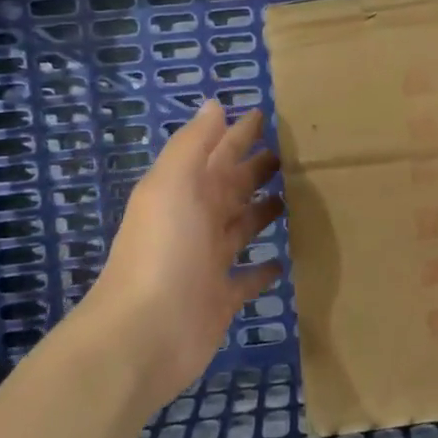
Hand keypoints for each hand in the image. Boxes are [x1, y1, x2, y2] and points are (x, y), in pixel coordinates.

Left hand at [85, 102, 282, 411]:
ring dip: (261, 212)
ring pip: (241, 228)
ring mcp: (208, 262)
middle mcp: (196, 222)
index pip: (218, 153)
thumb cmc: (163, 250)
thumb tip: (214, 104)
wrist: (144, 334)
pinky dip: (263, 269)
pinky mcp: (222, 299)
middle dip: (255, 169)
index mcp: (185, 191)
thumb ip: (193, 144)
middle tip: (292, 153)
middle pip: (231, 188)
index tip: (266, 114)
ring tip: (293, 197)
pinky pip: (248, 279)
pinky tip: (285, 261)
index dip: (238, 134)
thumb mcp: (172, 184)